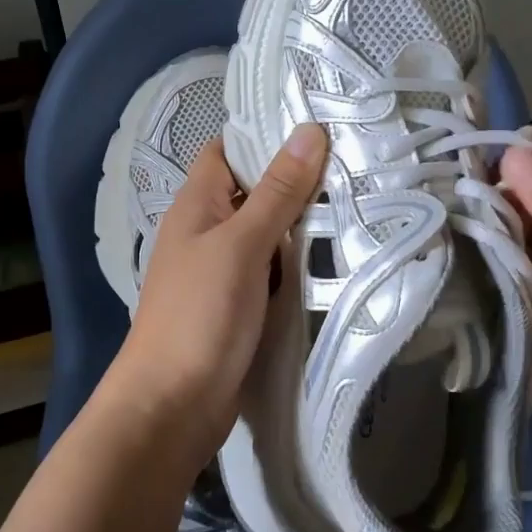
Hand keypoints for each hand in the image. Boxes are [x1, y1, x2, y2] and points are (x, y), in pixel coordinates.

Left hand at [107, 123, 328, 472]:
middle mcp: (206, 230)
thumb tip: (309, 131)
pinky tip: (337, 256)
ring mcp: (222, 270)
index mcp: (196, 205)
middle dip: (296, 179)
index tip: (318, 124)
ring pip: (267, 233)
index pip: (228, 150)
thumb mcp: (242, 245)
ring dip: (302, 223)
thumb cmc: (200, 314)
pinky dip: (297, 263)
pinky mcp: (239, 305)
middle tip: (354, 162)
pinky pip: (272, 271)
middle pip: (253, 191)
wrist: (172, 407)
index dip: (265, 134)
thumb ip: (277, 192)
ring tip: (359, 200)